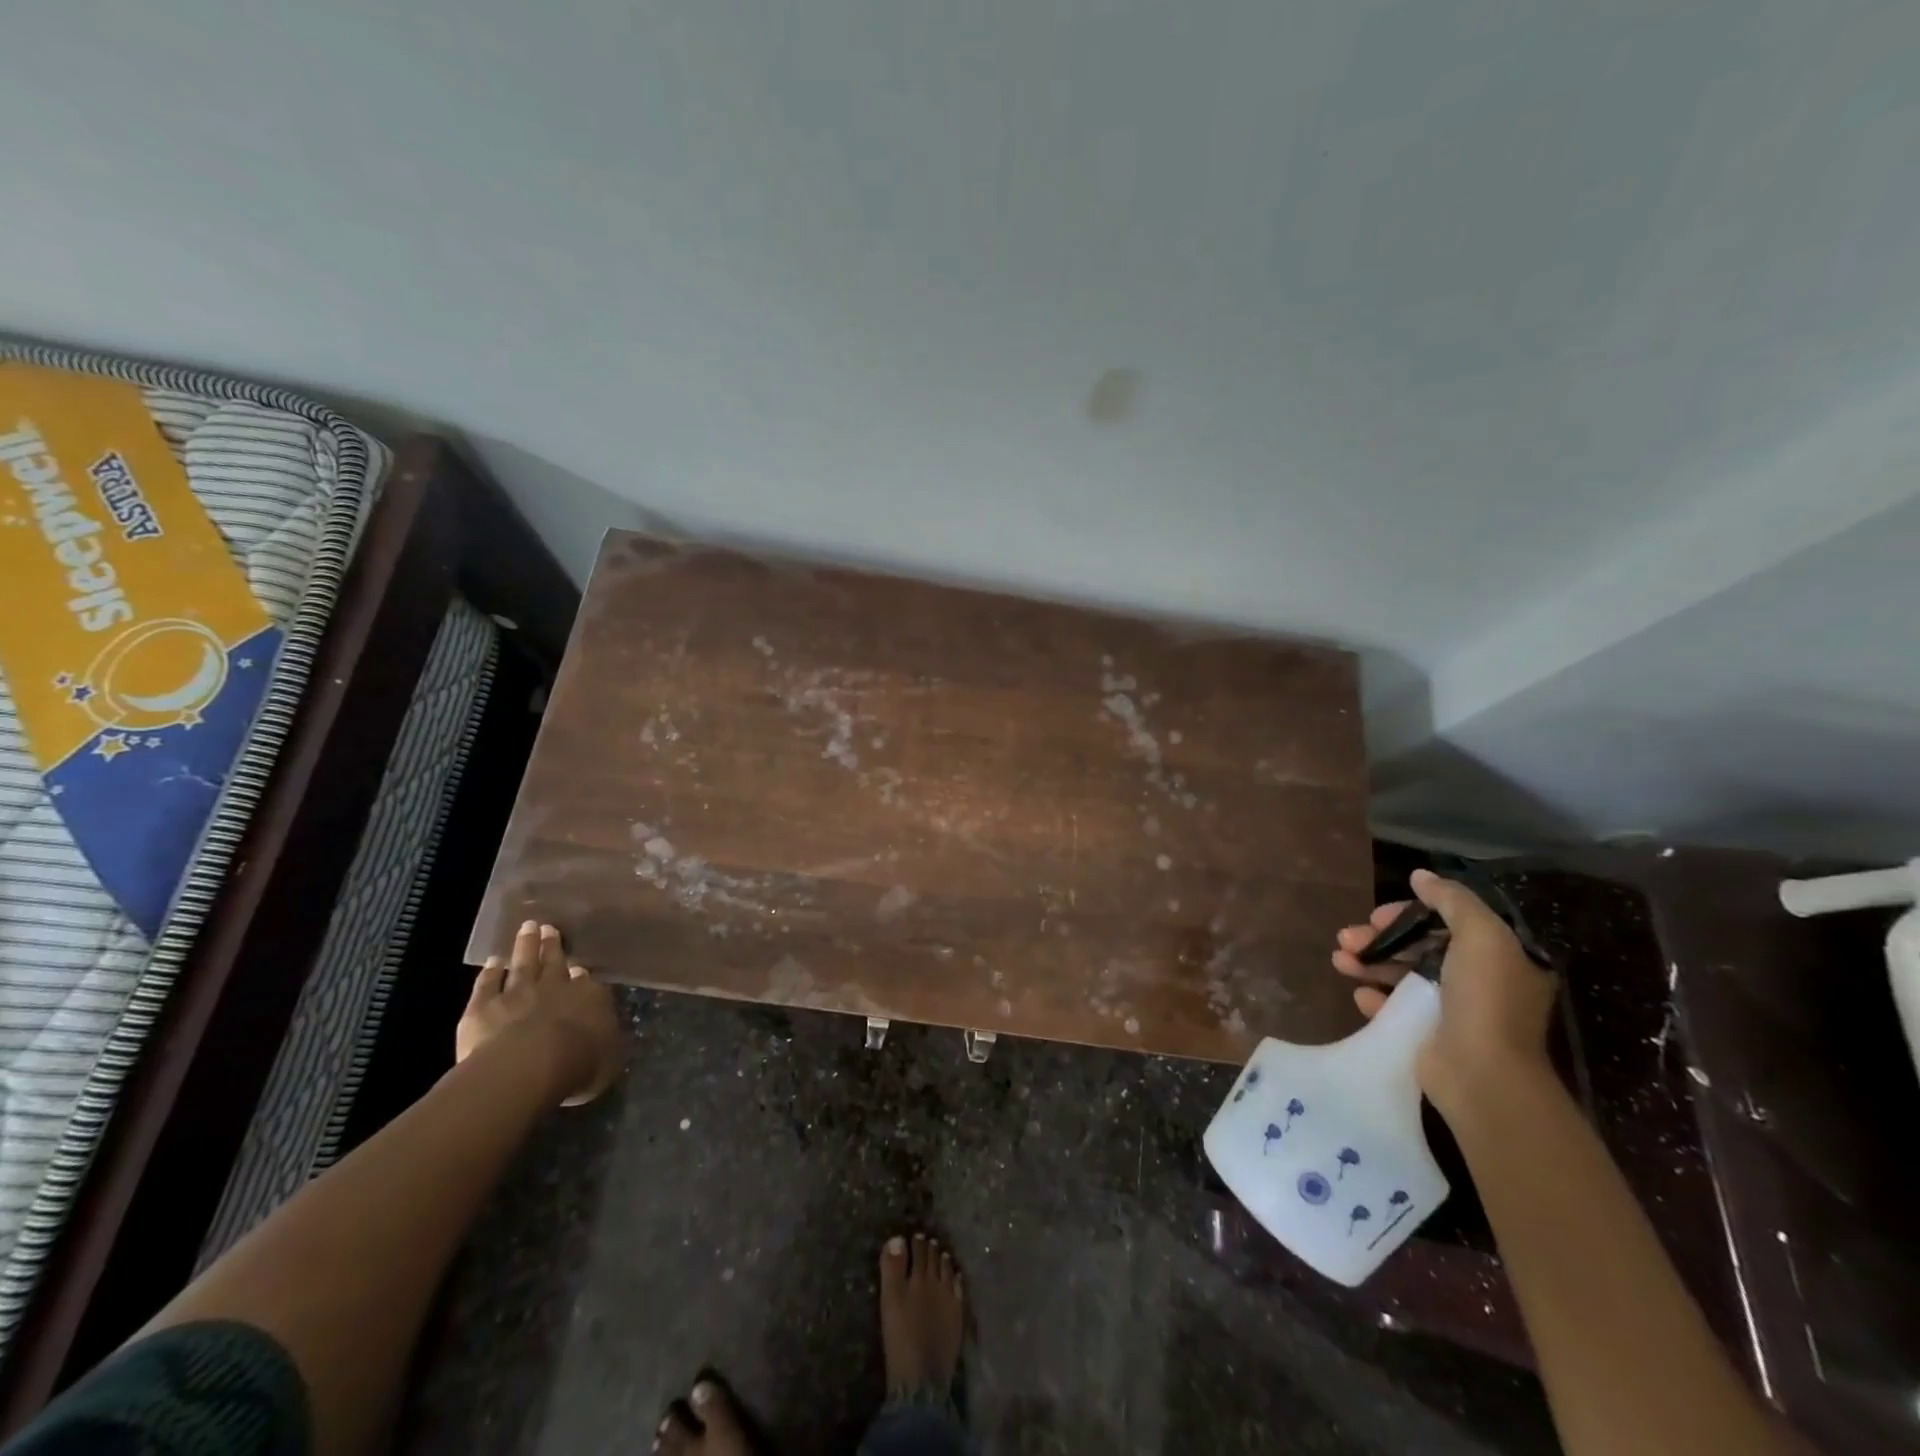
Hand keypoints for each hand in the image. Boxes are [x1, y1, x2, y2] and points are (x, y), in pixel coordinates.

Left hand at [457, 921, 622, 1106]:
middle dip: (552, 945)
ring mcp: (517, 994)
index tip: (578, 967)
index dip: (581, 974)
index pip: (587, 982)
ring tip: (528, 927)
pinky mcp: (483, 1007)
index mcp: (589, 999)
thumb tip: (607, 1032)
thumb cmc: (576, 1065)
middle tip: (550, 928)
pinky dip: (490, 972)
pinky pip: (487, 984)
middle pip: (554, 963)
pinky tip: (493, 961)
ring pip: (523, 964)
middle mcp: (555, 988)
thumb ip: (607, 1041)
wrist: (526, 1068)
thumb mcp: (609, 1059)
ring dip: (525, 945)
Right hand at [1332, 868, 1556, 1116]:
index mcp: (1497, 958)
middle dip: (1379, 939)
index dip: (1408, 914)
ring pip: (1401, 976)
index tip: (1377, 916)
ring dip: (1368, 964)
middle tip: (1347, 937)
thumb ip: (1452, 900)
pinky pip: (1395, 1009)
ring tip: (1339, 961)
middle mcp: (1478, 982)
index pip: (1446, 923)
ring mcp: (1452, 1011)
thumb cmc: (1484, 998)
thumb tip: (1420, 876)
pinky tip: (1359, 994)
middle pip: (1418, 948)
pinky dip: (1375, 998)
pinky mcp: (1428, 1036)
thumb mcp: (1481, 936)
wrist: (1482, 1074)